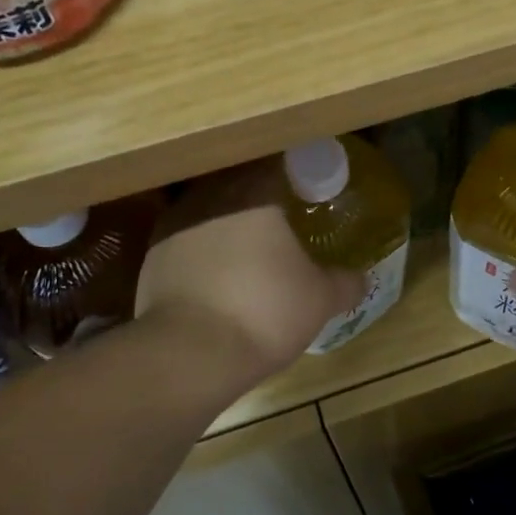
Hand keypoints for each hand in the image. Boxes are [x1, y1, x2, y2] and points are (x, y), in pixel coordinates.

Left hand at [135, 163, 364, 383]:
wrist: (190, 353)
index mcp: (254, 193)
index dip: (290, 170)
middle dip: (255, 194)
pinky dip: (201, 249)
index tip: (303, 184)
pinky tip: (217, 274)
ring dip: (225, 220)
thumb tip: (363, 278)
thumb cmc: (266, 310)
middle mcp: (210, 196)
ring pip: (206, 208)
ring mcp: (174, 225)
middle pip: (236, 180)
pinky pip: (185, 240)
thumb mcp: (320, 299)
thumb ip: (344, 283)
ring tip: (246, 245)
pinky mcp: (152, 257)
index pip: (273, 161)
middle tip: (278, 214)